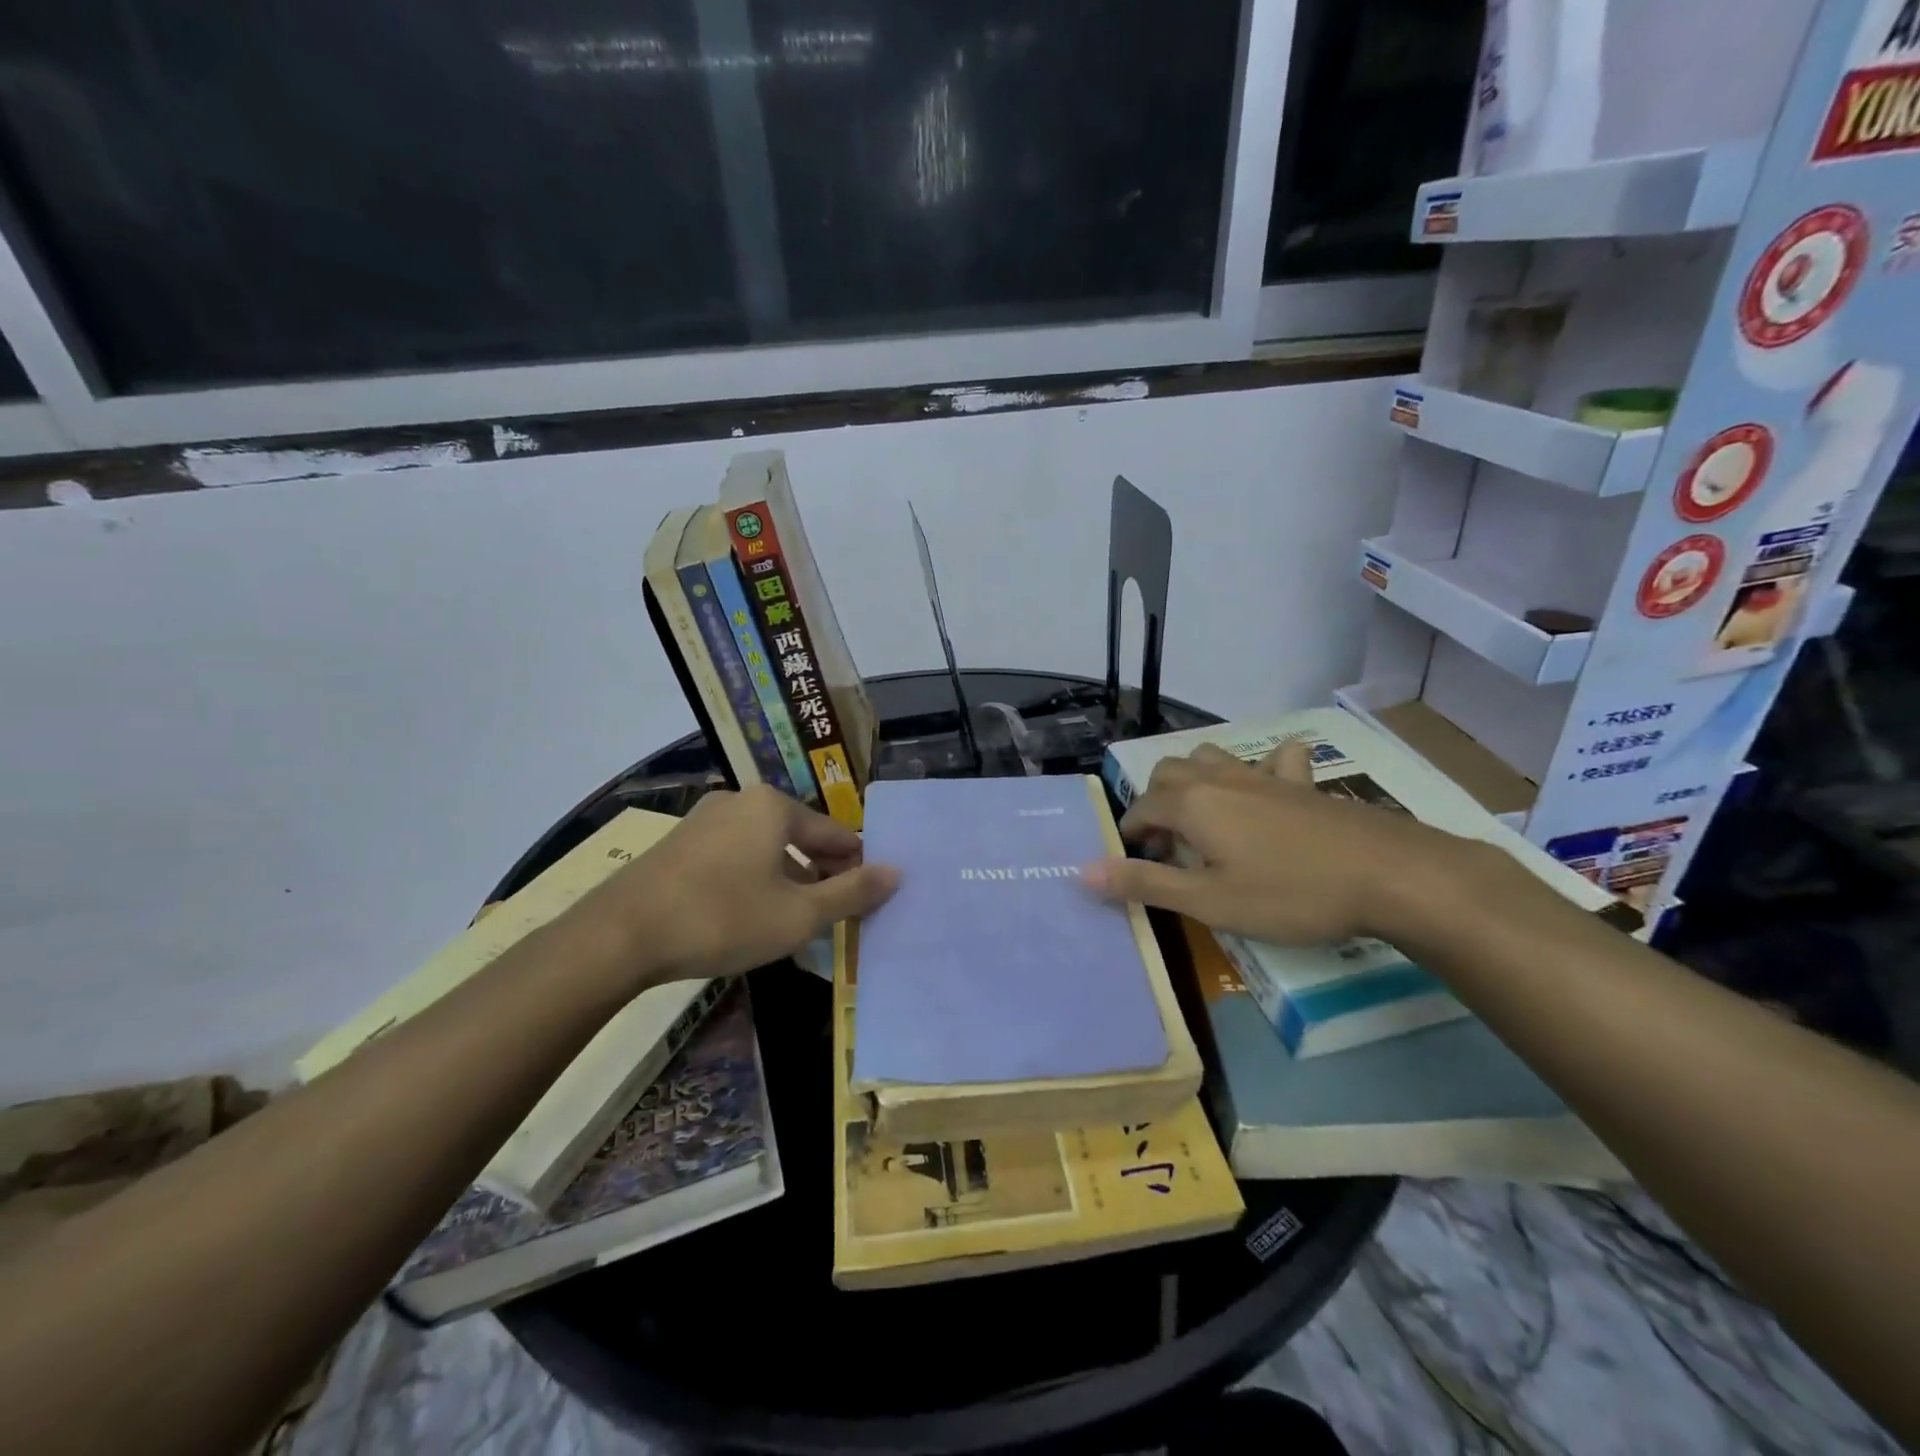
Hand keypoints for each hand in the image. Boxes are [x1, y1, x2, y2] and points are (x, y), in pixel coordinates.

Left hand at [571, 785, 898, 984]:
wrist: (620, 936)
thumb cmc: (722, 918)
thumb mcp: (798, 915)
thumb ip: (851, 893)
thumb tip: (896, 873)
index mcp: (775, 806)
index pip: (835, 834)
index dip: (857, 866)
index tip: (867, 898)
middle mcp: (741, 801)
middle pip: (799, 836)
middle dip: (821, 873)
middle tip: (835, 912)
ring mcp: (705, 820)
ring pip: (765, 847)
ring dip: (788, 878)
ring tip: (797, 918)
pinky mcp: (679, 844)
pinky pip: (734, 856)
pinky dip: (754, 879)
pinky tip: (751, 913)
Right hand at [1082, 741, 1469, 945]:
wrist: (1390, 875)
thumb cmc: (1290, 894)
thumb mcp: (1210, 901)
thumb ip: (1146, 884)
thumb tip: (1084, 872)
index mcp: (1193, 804)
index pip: (1141, 808)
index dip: (1131, 834)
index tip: (1135, 862)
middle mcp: (1221, 779)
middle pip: (1169, 773)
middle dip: (1156, 803)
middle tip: (1169, 847)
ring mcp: (1265, 777)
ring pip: (1212, 757)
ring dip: (1196, 780)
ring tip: (1205, 818)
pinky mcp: (1304, 784)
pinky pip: (1276, 760)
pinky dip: (1263, 769)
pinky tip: (1271, 789)